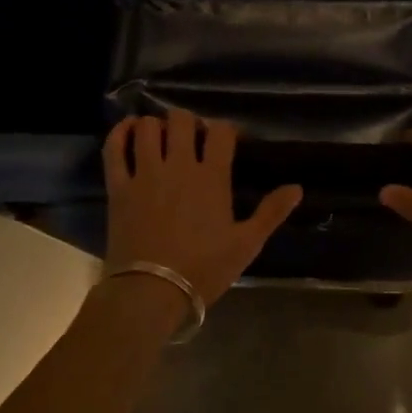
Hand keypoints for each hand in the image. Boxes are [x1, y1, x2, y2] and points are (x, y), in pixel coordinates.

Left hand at [101, 111, 303, 306]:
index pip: (221, 132)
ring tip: (161, 137)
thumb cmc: (203, 269)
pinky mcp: (119, 186)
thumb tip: (297, 188)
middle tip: (191, 138)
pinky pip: (114, 148)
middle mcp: (178, 165)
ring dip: (156, 125)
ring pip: (147, 127)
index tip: (226, 141)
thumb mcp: (246, 244)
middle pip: (181, 120)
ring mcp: (145, 173)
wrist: (152, 292)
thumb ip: (271, 212)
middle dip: (189, 122)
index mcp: (212, 177)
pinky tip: (128, 130)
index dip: (225, 129)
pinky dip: (120, 132)